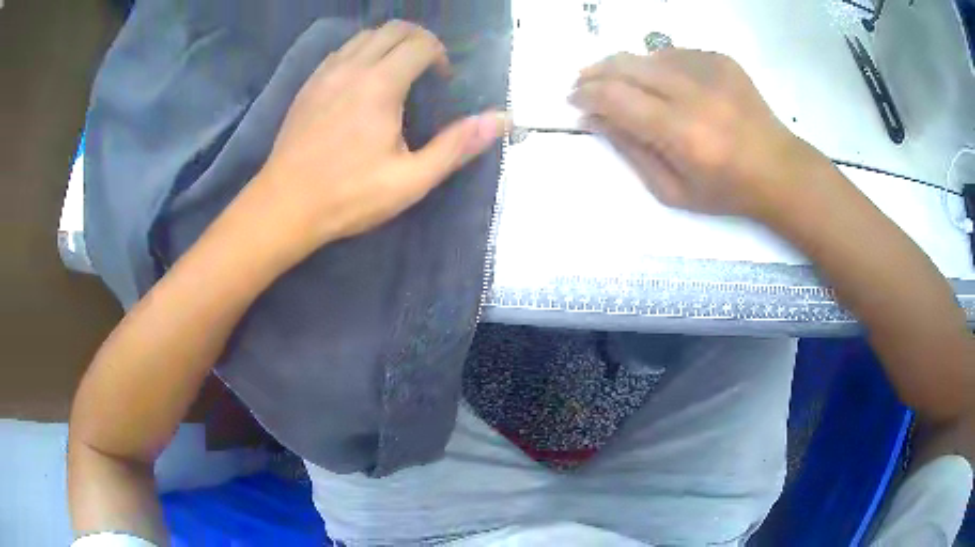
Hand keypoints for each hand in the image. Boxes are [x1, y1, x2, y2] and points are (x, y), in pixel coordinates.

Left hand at [254, 21, 507, 259]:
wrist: (284, 206)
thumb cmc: (348, 196)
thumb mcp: (411, 180)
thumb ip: (457, 145)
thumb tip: (502, 119)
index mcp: (380, 85)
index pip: (420, 43)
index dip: (440, 55)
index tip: (442, 80)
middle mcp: (352, 68)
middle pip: (393, 29)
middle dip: (419, 40)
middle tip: (426, 69)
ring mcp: (325, 73)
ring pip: (364, 36)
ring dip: (389, 43)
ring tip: (397, 72)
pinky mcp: (308, 85)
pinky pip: (341, 51)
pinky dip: (361, 52)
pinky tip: (362, 81)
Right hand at [571, 49, 826, 221]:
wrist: (779, 170)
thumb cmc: (726, 191)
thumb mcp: (672, 191)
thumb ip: (631, 151)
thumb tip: (595, 118)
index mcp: (682, 134)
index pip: (617, 99)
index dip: (588, 94)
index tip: (574, 99)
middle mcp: (694, 94)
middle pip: (627, 66)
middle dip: (596, 71)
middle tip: (583, 81)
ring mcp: (711, 70)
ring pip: (648, 54)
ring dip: (625, 66)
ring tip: (619, 81)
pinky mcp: (722, 60)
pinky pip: (674, 53)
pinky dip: (657, 64)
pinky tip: (659, 80)